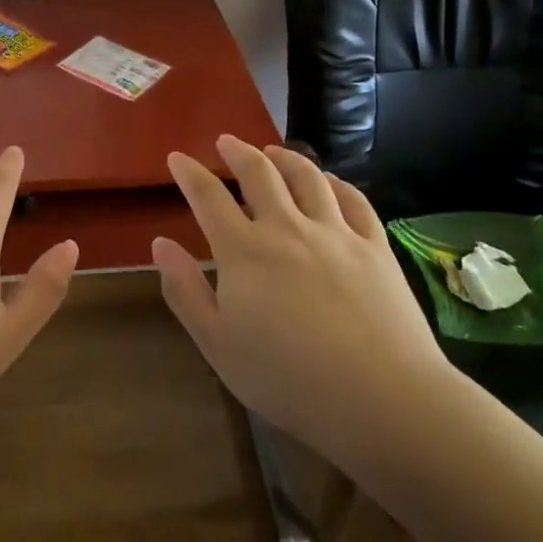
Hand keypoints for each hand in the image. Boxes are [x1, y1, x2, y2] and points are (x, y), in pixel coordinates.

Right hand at [152, 135, 450, 462]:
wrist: (383, 399)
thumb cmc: (289, 381)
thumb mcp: (218, 345)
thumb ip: (185, 291)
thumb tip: (160, 243)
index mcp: (244, 251)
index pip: (208, 197)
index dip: (190, 173)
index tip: (178, 157)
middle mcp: (287, 228)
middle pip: (259, 173)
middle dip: (237, 152)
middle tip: (225, 141)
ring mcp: (335, 233)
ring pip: (307, 177)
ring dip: (285, 158)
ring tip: (272, 151)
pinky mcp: (375, 247)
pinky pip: (353, 200)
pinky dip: (335, 183)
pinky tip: (329, 181)